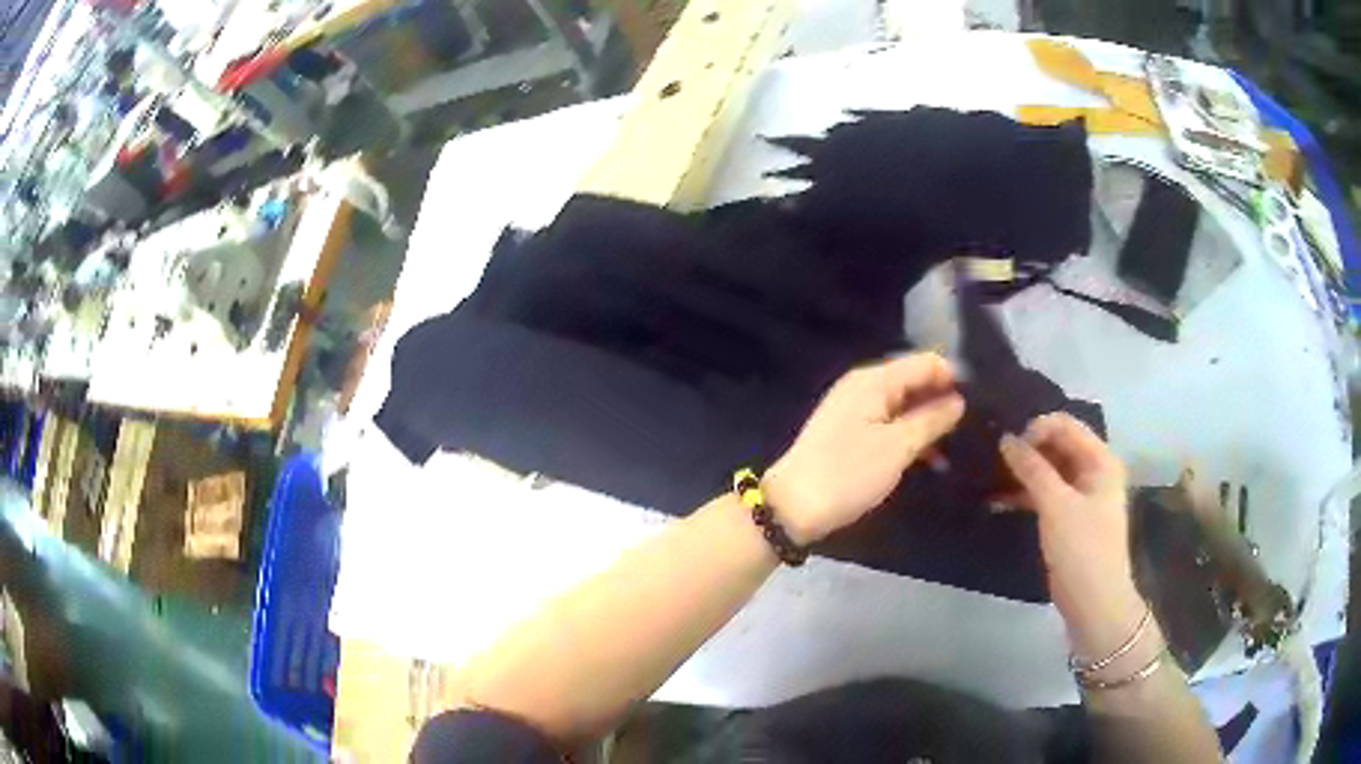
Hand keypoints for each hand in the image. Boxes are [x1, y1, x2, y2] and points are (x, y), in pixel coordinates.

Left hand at [764, 354, 964, 545]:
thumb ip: (931, 419)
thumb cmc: (848, 473)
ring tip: (962, 441)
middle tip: (978, 422)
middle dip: (944, 398)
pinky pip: (891, 424)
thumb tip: (959, 400)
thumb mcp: (897, 447)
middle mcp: (864, 386)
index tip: (983, 399)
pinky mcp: (852, 434)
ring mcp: (856, 410)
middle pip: (914, 381)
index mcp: (874, 380)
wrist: (793, 508)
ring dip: (930, 420)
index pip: (926, 362)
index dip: (954, 376)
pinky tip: (933, 456)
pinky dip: (911, 435)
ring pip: (904, 405)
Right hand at [999, 414, 1144, 658]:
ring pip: (1049, 470)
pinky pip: (1045, 494)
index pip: (1065, 425)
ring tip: (989, 478)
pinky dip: (1024, 494)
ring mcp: (1081, 495)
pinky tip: (997, 500)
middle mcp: (1093, 470)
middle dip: (1027, 449)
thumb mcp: (1056, 505)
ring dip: (1022, 473)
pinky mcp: (1068, 517)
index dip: (1035, 429)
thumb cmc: (1082, 548)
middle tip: (993, 460)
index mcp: (1100, 459)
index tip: (1006, 447)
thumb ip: (1032, 469)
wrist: (1094, 603)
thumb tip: (1006, 439)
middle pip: (1057, 445)